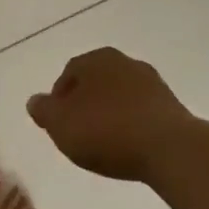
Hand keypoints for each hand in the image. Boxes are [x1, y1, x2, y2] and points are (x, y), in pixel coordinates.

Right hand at [28, 47, 195, 182]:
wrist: (171, 149)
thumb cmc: (108, 132)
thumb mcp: (61, 125)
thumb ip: (44, 111)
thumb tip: (35, 101)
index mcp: (96, 59)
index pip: (70, 73)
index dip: (59, 98)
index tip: (58, 123)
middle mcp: (124, 62)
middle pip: (96, 82)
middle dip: (86, 103)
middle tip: (79, 131)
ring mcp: (152, 83)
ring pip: (120, 96)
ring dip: (111, 113)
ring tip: (105, 143)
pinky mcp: (173, 106)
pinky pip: (142, 112)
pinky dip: (132, 124)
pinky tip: (130, 146)